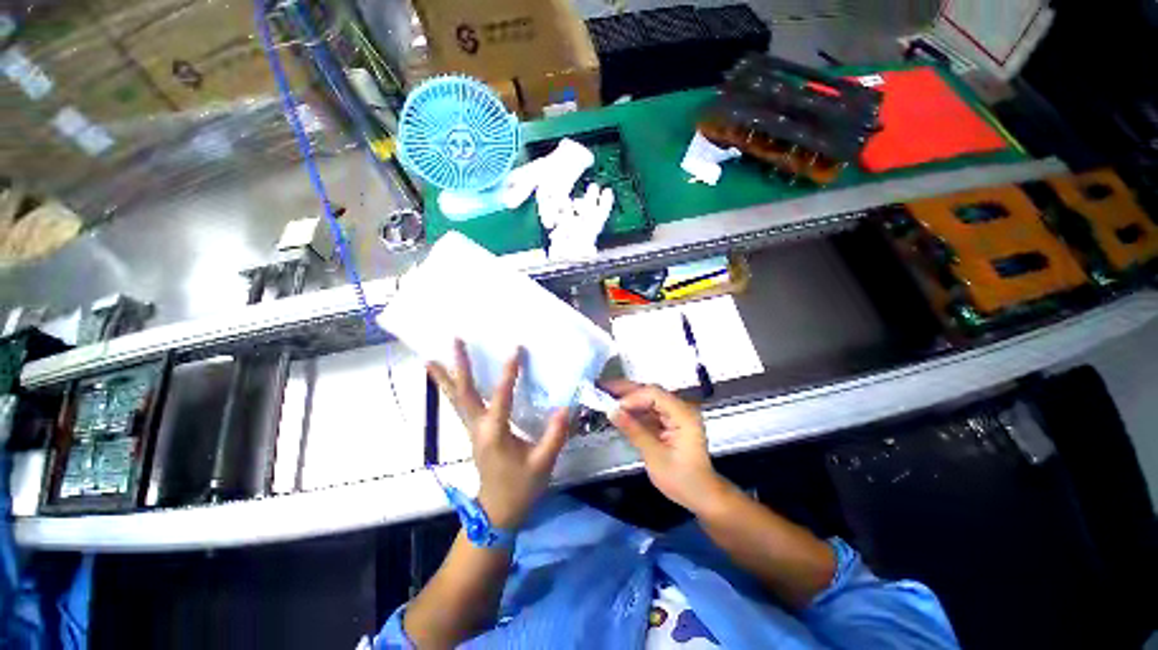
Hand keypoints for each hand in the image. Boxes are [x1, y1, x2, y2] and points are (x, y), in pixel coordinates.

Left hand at [428, 340, 569, 528]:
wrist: (498, 512)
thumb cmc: (521, 488)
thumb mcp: (543, 463)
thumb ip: (554, 435)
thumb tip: (564, 407)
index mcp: (495, 433)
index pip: (500, 398)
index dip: (508, 374)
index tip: (514, 350)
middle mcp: (478, 428)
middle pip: (463, 393)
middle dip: (458, 367)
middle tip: (454, 341)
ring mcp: (472, 430)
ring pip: (454, 400)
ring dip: (444, 378)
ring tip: (431, 358)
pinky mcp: (473, 432)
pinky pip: (458, 406)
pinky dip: (450, 391)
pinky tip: (448, 381)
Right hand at [604, 380, 725, 513]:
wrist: (702, 495)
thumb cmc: (682, 479)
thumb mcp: (655, 456)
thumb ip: (633, 430)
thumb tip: (611, 411)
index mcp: (683, 414)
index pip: (654, 395)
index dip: (632, 397)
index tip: (613, 407)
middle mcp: (681, 408)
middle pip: (650, 392)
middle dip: (626, 390)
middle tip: (602, 387)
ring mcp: (675, 414)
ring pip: (648, 399)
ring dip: (628, 398)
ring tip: (605, 395)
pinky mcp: (670, 421)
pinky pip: (649, 410)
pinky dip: (634, 410)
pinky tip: (619, 409)